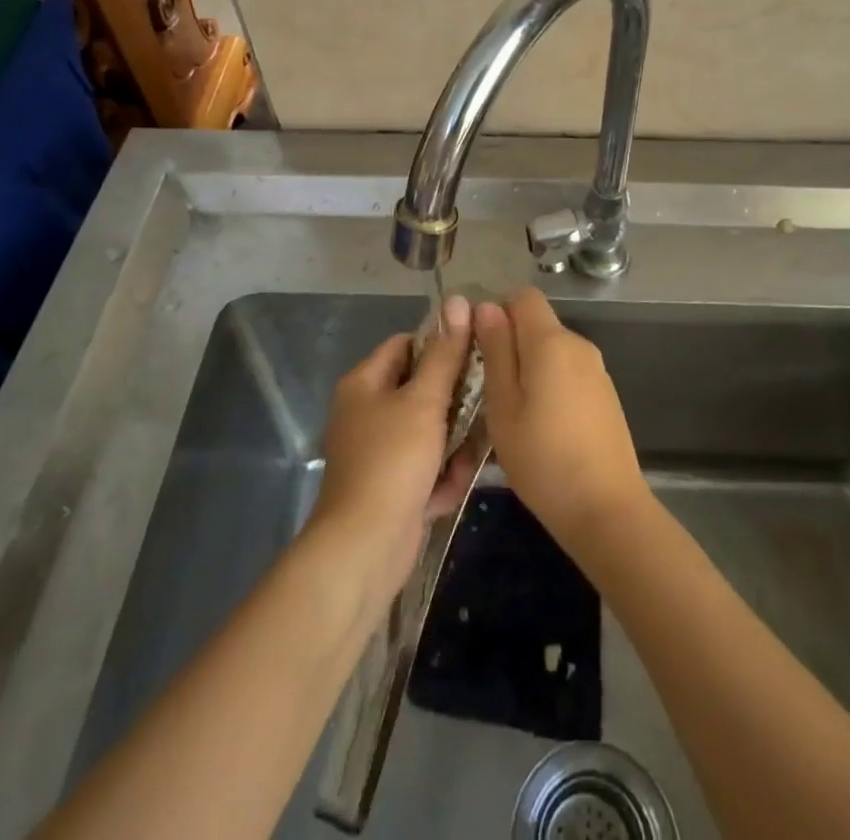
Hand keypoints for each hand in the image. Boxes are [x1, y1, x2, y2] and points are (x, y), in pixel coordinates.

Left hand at [308, 294, 480, 604]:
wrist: (364, 547)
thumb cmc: (393, 460)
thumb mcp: (424, 401)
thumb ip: (445, 354)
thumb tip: (458, 301)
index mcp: (364, 384)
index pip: (405, 345)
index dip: (439, 344)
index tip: (476, 352)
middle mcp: (367, 413)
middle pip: (420, 390)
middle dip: (454, 402)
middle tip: (485, 403)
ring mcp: (377, 452)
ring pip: (428, 432)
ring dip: (453, 444)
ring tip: (469, 456)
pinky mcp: (390, 487)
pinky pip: (424, 468)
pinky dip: (440, 477)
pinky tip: (449, 490)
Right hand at [476, 288, 649, 552]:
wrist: (607, 510)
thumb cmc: (543, 459)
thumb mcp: (503, 407)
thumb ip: (496, 351)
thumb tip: (487, 307)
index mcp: (551, 341)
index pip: (523, 295)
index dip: (497, 311)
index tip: (480, 347)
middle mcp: (578, 344)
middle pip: (537, 323)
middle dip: (509, 343)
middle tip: (487, 387)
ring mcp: (596, 369)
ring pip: (551, 350)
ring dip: (528, 367)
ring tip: (511, 413)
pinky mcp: (605, 394)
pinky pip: (568, 372)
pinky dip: (549, 384)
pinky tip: (541, 426)